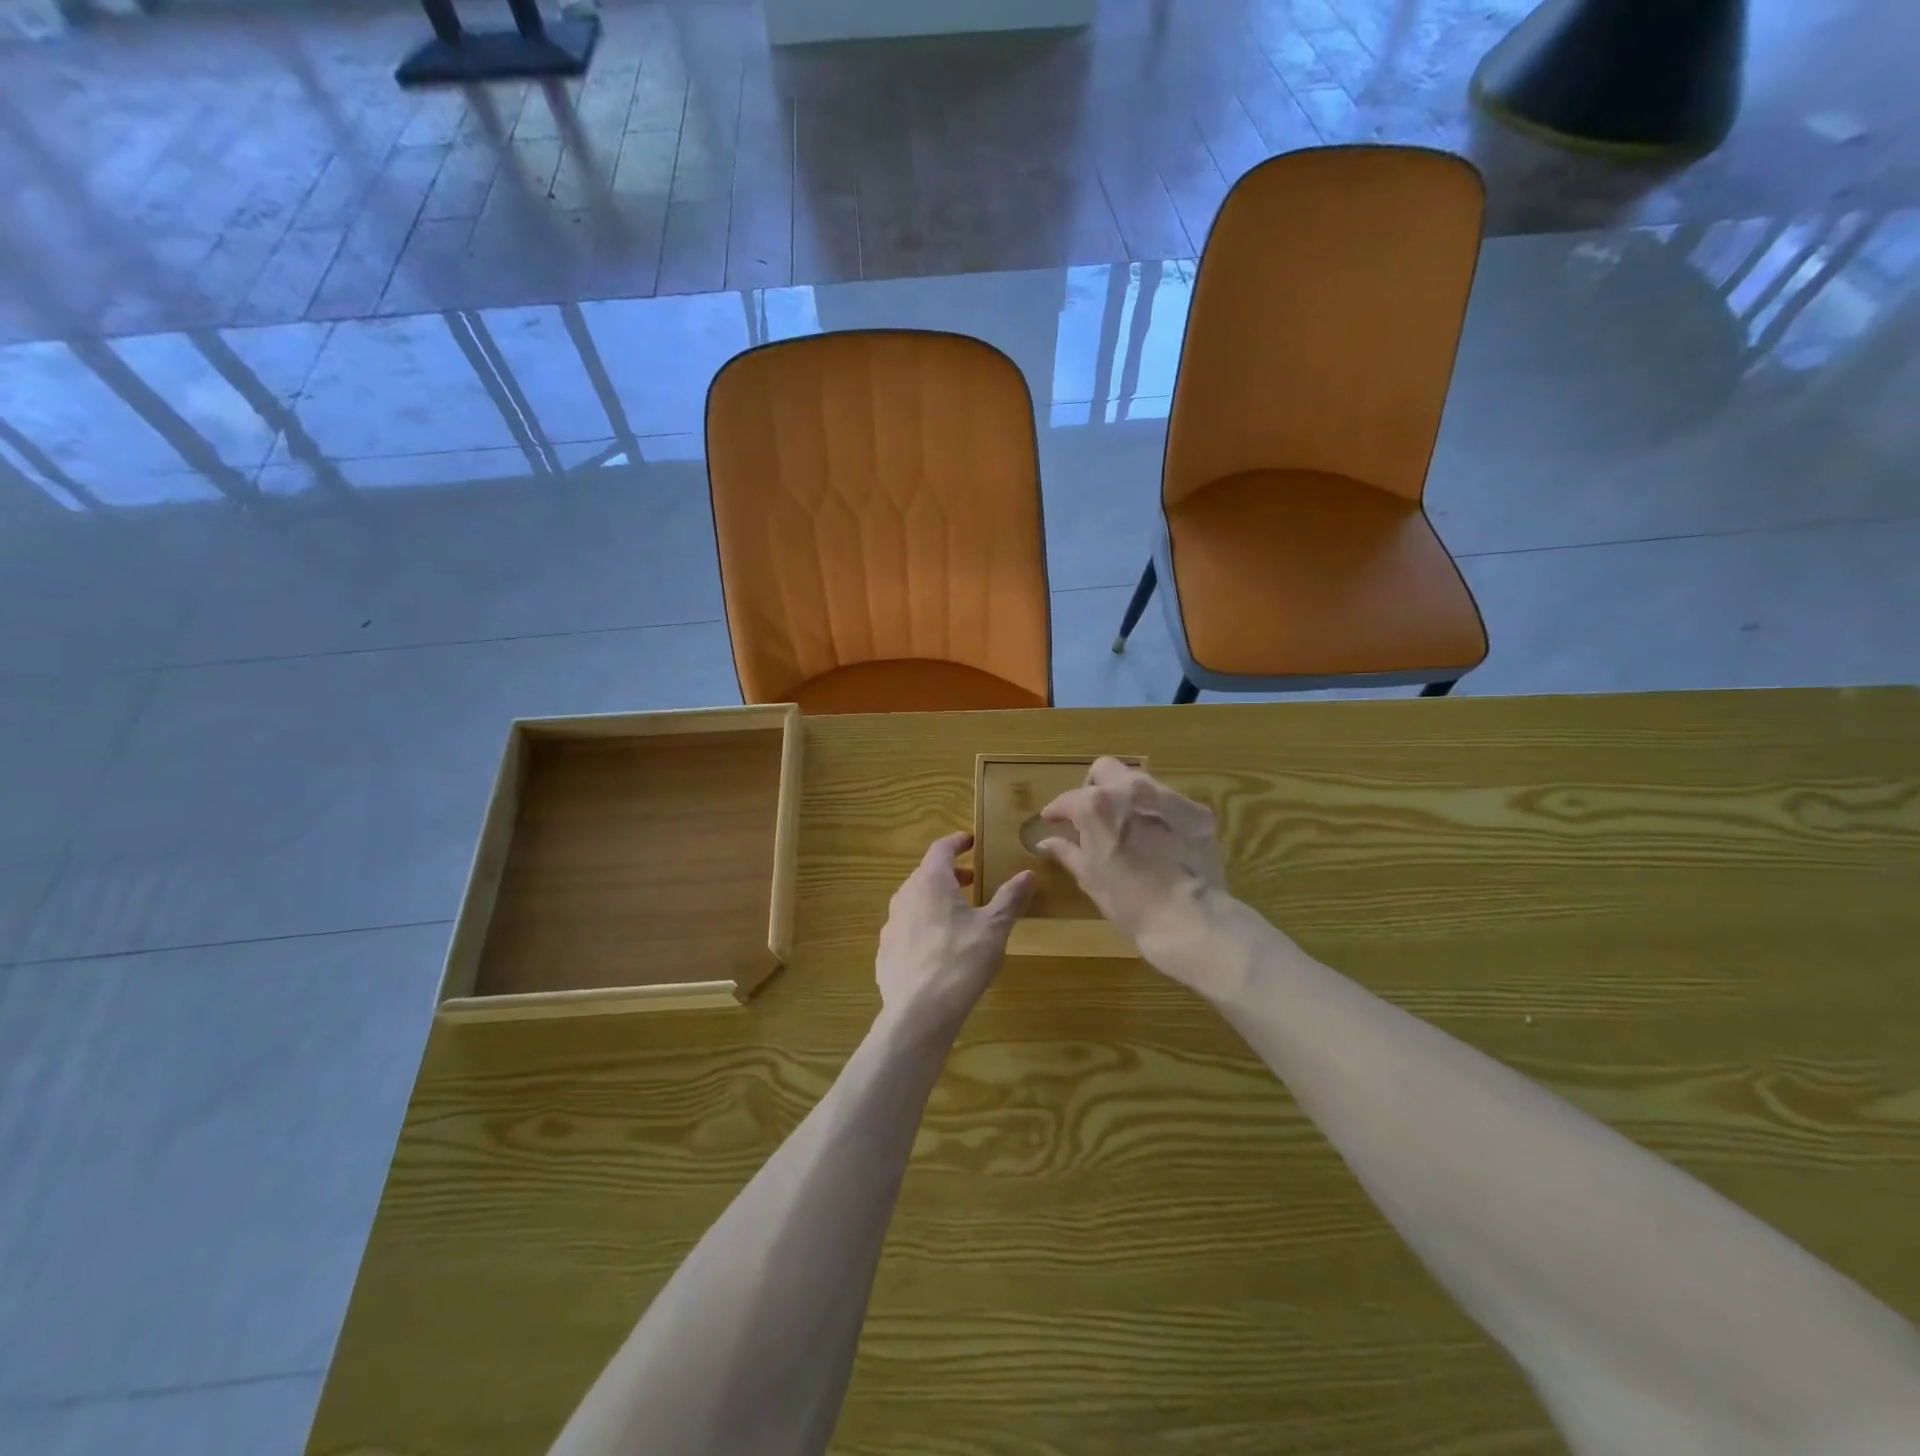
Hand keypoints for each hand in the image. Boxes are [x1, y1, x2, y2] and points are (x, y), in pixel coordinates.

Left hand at [876, 833, 1033, 1032]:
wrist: (919, 1012)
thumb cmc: (961, 960)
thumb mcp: (994, 928)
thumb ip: (1010, 898)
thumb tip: (1028, 874)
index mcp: (930, 881)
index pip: (941, 848)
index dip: (957, 842)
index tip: (971, 841)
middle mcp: (905, 896)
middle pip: (926, 874)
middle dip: (950, 874)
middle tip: (972, 881)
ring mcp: (891, 925)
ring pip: (914, 902)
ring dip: (936, 901)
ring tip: (958, 915)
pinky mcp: (885, 953)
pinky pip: (906, 929)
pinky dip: (923, 927)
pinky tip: (939, 949)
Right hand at [1036, 758, 1227, 963]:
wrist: (1188, 919)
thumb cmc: (1128, 901)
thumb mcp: (1090, 877)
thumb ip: (1067, 851)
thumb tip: (1046, 842)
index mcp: (1096, 805)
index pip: (1068, 799)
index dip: (1057, 811)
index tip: (1053, 821)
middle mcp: (1130, 789)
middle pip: (1105, 769)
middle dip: (1094, 786)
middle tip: (1093, 814)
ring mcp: (1167, 797)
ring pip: (1140, 781)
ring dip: (1128, 797)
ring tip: (1129, 825)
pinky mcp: (1196, 811)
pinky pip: (1171, 803)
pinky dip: (1160, 815)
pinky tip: (1162, 839)